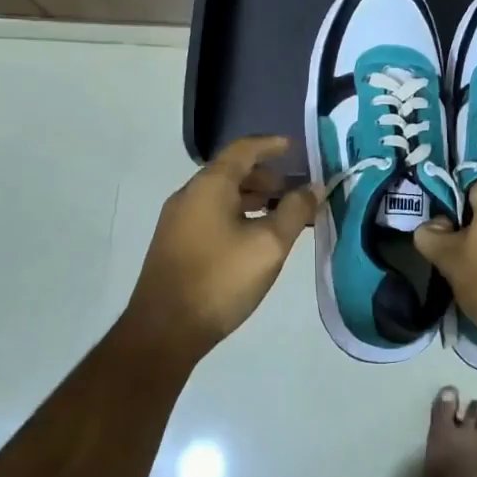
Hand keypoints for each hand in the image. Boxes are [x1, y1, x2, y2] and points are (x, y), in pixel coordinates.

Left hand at [123, 135, 320, 353]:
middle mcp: (189, 194)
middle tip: (295, 191)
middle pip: (231, 172)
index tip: (295, 148)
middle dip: (266, 177)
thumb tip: (313, 188)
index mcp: (210, 185)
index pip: (243, 149)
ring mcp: (178, 220)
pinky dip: (237, 214)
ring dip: (252, 198)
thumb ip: (295, 212)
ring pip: (221, 196)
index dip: (271, 145)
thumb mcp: (269, 245)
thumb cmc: (220, 279)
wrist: (164, 331)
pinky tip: (254, 238)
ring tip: (281, 215)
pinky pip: (211, 214)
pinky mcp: (175, 244)